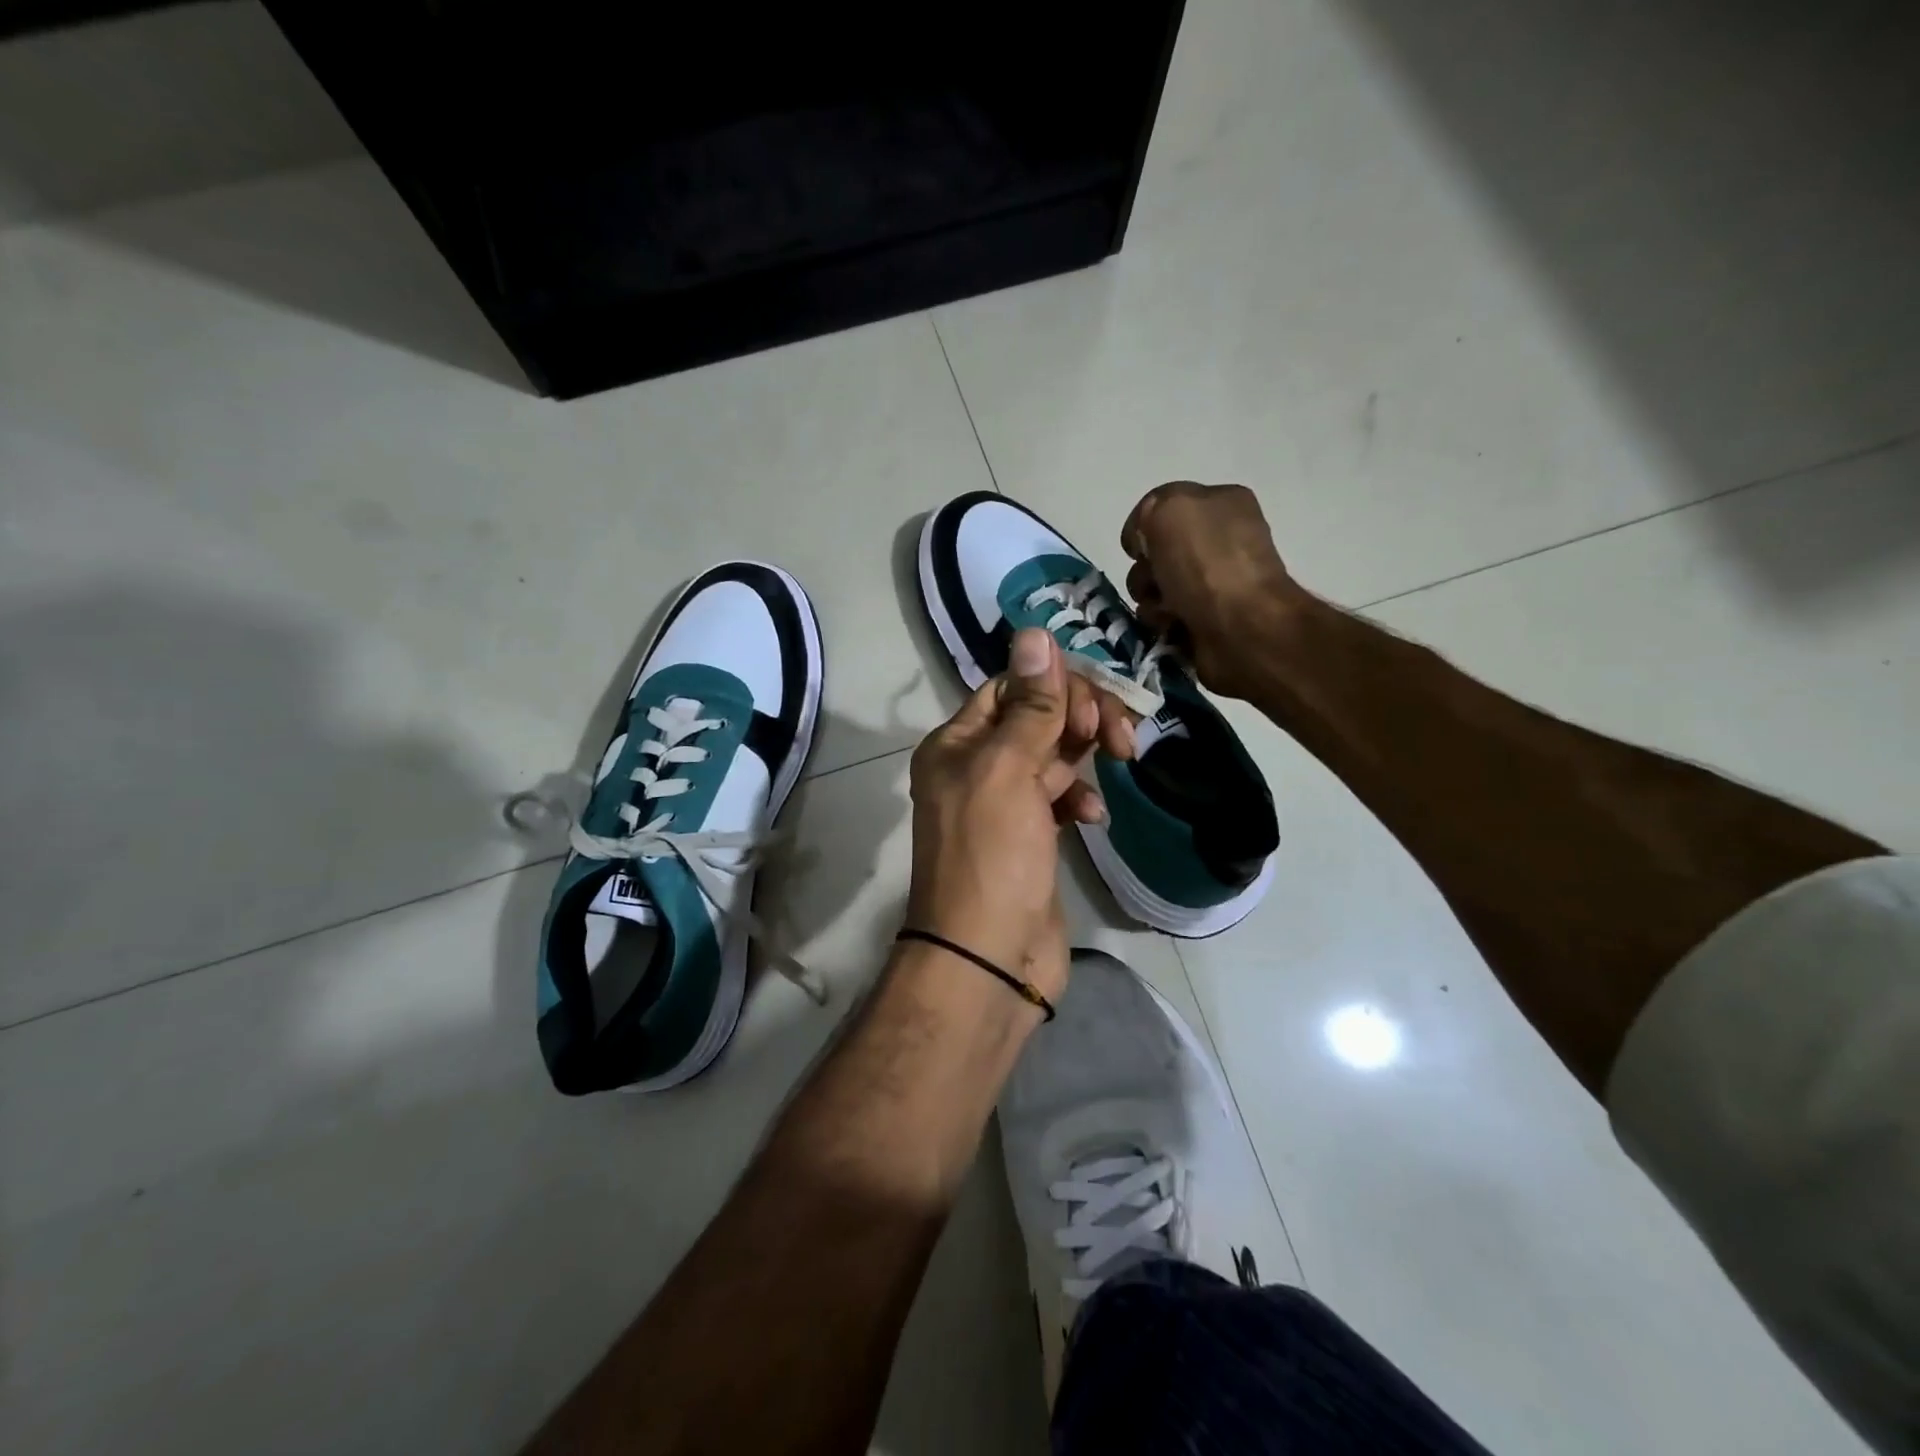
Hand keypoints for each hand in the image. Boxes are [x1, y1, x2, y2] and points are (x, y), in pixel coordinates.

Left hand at [906, 628, 1127, 1000]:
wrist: (989, 959)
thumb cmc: (992, 857)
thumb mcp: (1008, 771)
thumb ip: (1030, 705)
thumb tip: (1035, 633)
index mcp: (956, 744)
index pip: (1009, 687)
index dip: (1055, 684)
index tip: (1095, 705)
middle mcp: (974, 768)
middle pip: (1035, 717)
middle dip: (1079, 716)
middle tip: (1117, 736)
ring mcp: (1003, 804)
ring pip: (1052, 755)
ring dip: (1085, 752)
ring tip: (1121, 759)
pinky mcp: (1029, 837)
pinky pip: (1059, 797)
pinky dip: (1079, 797)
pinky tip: (1093, 815)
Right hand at [1121, 481, 1304, 698]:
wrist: (1242, 628)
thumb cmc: (1208, 564)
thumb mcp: (1171, 509)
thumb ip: (1150, 509)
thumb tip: (1144, 541)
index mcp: (1221, 503)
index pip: (1163, 506)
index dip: (1144, 527)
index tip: (1139, 548)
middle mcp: (1220, 541)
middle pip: (1156, 551)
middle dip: (1145, 569)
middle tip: (1154, 582)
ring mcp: (1214, 583)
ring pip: (1155, 587)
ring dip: (1149, 598)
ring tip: (1164, 611)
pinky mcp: (1205, 620)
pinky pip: (1165, 616)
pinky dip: (1161, 621)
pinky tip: (1171, 626)